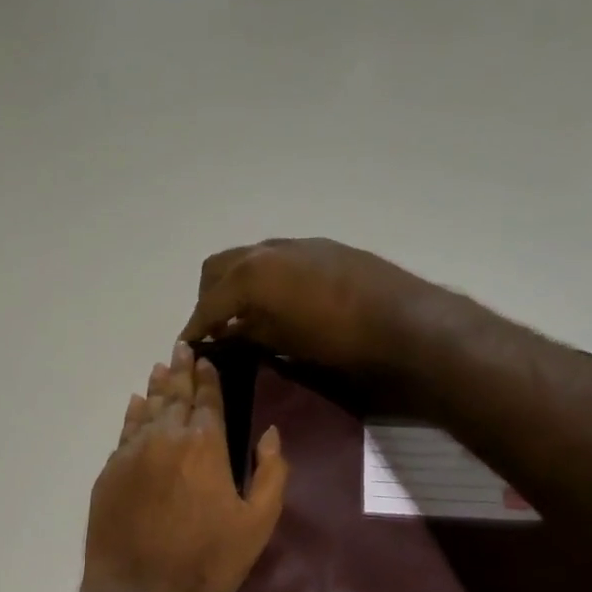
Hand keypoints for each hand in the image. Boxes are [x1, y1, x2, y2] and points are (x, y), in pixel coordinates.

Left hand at [81, 342, 288, 591]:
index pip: (208, 400)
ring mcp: (131, 454)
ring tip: (162, 367)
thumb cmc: (207, 562)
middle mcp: (166, 438)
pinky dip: (132, 415)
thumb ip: (271, 473)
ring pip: (146, 410)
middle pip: (175, 397)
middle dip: (181, 372)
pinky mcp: (109, 474)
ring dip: (157, 387)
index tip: (206, 359)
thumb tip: (270, 432)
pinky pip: (124, 433)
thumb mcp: (258, 523)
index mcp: (205, 445)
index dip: (209, 378)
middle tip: (181, 349)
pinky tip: (136, 404)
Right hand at [179, 237, 447, 375]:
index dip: (194, 327)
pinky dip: (263, 278)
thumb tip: (227, 331)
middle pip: (219, 268)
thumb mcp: (283, 342)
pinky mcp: (321, 248)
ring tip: (243, 315)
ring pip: (248, 258)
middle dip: (209, 297)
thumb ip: (248, 332)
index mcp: (252, 273)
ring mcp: (296, 245)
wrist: (404, 320)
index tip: (187, 346)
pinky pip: (276, 259)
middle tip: (214, 328)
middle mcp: (267, 250)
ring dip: (236, 284)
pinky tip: (276, 302)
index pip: (208, 303)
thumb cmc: (338, 339)